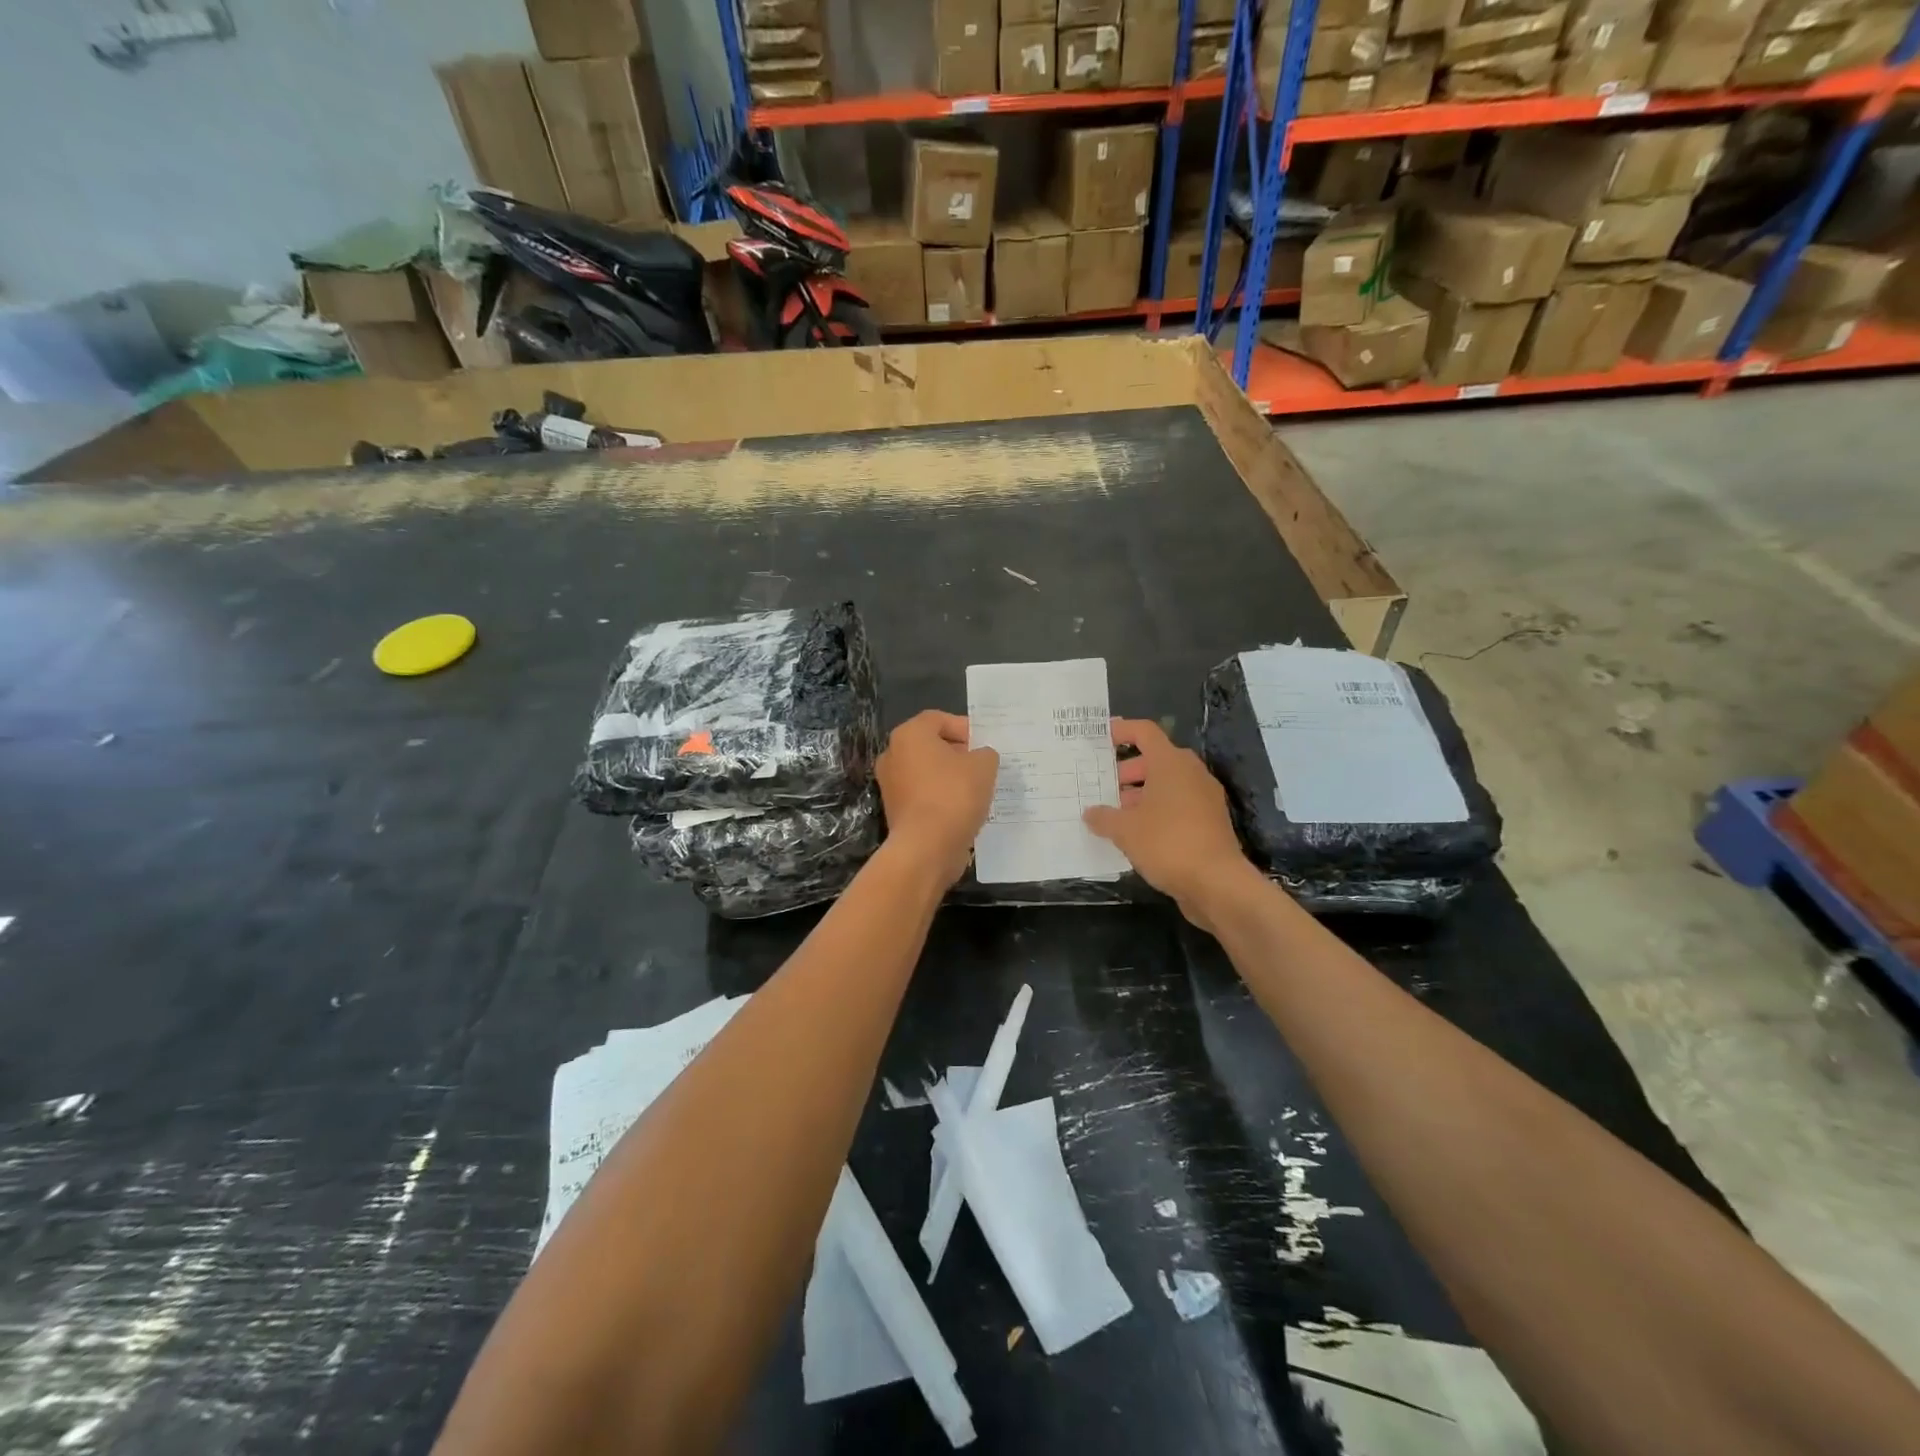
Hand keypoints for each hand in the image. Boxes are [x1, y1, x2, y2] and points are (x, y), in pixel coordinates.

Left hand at [875, 710, 998, 886]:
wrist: (926, 847)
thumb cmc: (954, 795)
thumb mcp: (984, 766)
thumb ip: (985, 754)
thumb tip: (980, 757)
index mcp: (909, 735)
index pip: (938, 719)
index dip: (964, 728)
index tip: (984, 744)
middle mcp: (892, 755)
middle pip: (930, 745)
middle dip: (958, 753)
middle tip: (982, 765)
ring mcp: (890, 785)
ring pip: (926, 772)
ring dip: (950, 777)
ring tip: (976, 789)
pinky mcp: (895, 811)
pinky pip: (923, 796)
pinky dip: (941, 798)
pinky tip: (962, 810)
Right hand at [1083, 718, 1257, 929]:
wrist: (1217, 883)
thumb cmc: (1167, 843)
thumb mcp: (1125, 830)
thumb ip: (1103, 818)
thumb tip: (1090, 813)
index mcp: (1171, 763)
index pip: (1145, 732)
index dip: (1122, 730)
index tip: (1101, 737)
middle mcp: (1191, 773)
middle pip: (1155, 759)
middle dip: (1127, 771)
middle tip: (1103, 788)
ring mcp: (1205, 797)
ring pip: (1167, 784)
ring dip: (1141, 794)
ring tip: (1116, 815)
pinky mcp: (1211, 821)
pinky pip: (1178, 805)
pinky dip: (1157, 811)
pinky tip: (1138, 834)